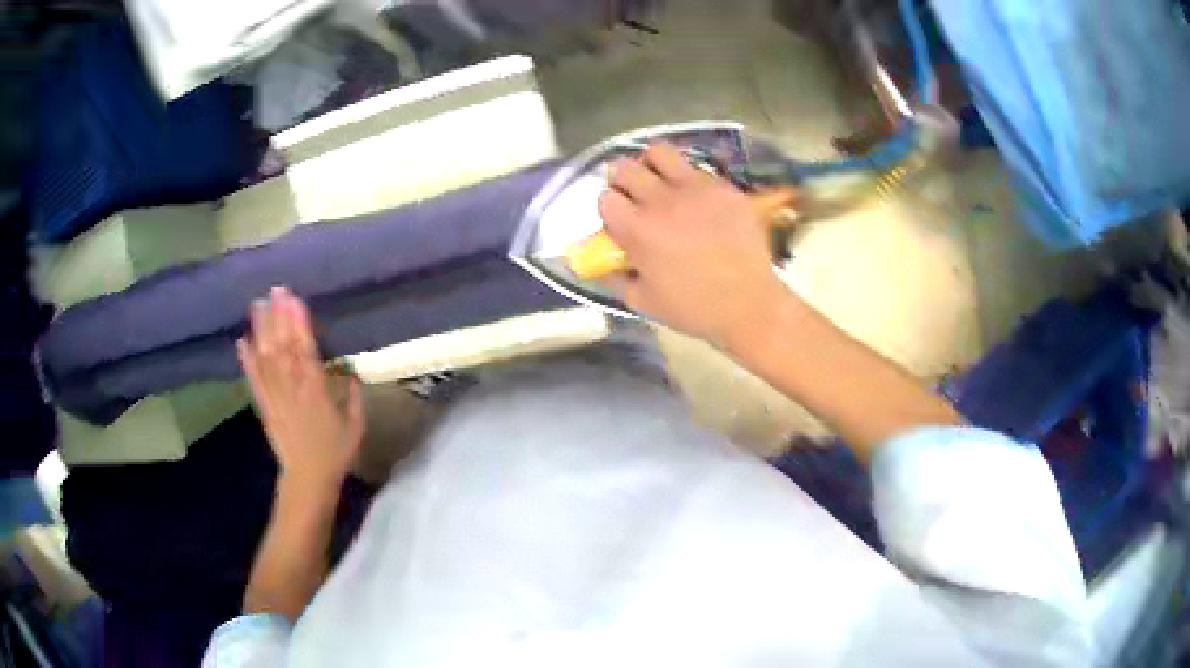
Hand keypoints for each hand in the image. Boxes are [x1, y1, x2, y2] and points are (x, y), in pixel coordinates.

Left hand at [237, 287, 364, 493]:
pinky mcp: (264, 406)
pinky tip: (241, 342)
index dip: (298, 323)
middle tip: (275, 290)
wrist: (308, 478)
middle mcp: (292, 388)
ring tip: (257, 305)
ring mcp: (275, 396)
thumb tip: (350, 371)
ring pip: (266, 358)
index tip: (294, 298)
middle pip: (282, 347)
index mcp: (316, 390)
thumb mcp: (356, 424)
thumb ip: (353, 395)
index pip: (305, 349)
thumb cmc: (335, 452)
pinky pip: (254, 380)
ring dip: (260, 330)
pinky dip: (247, 361)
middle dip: (278, 317)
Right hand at [599, 142, 790, 348]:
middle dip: (622, 180)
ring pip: (660, 152)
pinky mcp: (724, 187)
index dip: (609, 208)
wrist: (750, 304)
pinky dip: (689, 178)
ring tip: (660, 179)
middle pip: (625, 168)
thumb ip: (616, 278)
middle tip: (632, 193)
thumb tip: (602, 263)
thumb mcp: (643, 302)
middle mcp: (662, 201)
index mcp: (638, 230)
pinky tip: (697, 198)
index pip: (605, 198)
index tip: (619, 219)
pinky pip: (697, 168)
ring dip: (652, 164)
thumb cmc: (694, 309)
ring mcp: (696, 189)